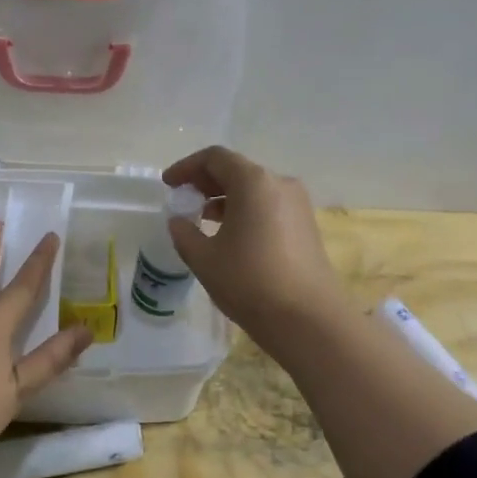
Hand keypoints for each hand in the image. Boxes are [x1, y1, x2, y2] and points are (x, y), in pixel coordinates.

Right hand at [162, 146, 344, 347]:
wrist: (308, 319)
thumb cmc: (249, 282)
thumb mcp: (204, 259)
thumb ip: (184, 233)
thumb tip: (179, 221)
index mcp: (253, 182)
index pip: (214, 158)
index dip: (186, 167)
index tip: (168, 185)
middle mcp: (279, 184)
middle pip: (236, 170)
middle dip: (206, 182)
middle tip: (183, 200)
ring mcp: (297, 205)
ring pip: (254, 189)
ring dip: (225, 198)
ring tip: (202, 220)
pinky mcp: (306, 226)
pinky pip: (268, 206)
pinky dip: (245, 211)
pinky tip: (230, 236)